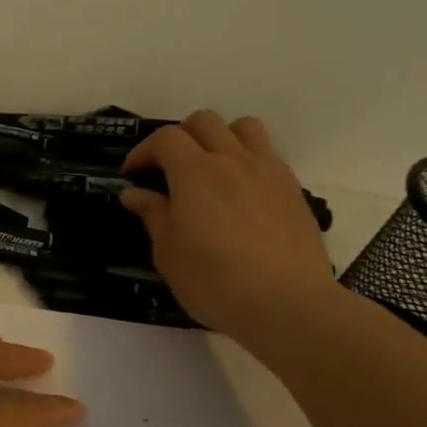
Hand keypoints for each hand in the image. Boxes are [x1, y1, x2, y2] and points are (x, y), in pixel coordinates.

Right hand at [119, 110, 337, 341]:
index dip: (144, 151)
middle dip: (180, 137)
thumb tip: (135, 193)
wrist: (287, 304)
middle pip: (204, 121)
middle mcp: (232, 160)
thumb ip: (153, 214)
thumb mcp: (168, 252)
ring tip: (210, 167)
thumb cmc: (214, 281)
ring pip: (244, 127)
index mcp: (195, 173)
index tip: (133, 175)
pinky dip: (247, 160)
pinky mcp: (293, 189)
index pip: (166, 138)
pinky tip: (240, 193)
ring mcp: (268, 172)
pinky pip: (268, 155)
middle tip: (168, 168)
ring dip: (221, 138)